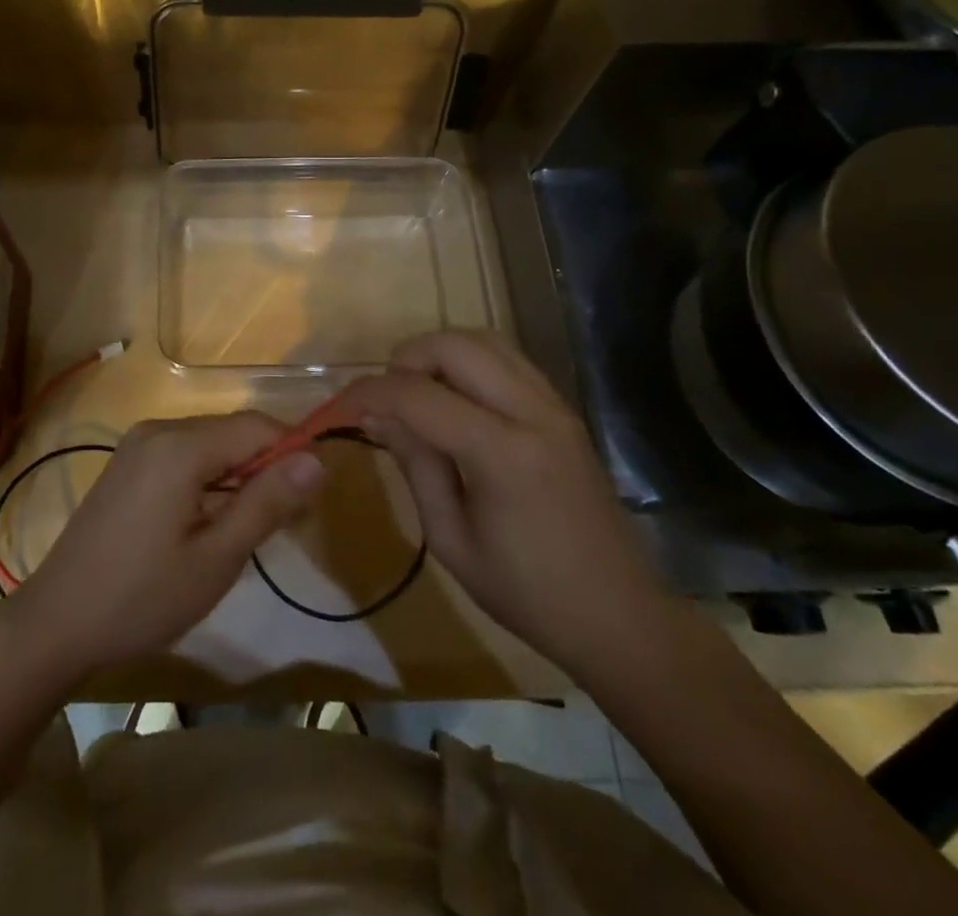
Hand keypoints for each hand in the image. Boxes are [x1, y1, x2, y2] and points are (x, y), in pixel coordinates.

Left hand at [0, 414, 325, 682]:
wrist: (56, 621)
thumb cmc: (143, 597)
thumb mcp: (216, 558)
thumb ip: (267, 503)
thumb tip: (317, 461)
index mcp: (181, 446)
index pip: (258, 426)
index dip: (292, 452)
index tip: (311, 497)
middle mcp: (158, 429)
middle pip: (232, 431)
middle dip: (265, 465)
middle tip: (281, 522)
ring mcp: (138, 443)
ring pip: (209, 442)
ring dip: (237, 473)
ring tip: (245, 527)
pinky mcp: (127, 462)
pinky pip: (183, 453)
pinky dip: (208, 476)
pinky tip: (206, 519)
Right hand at [339, 331, 677, 679]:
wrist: (617, 616)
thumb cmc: (526, 592)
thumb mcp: (451, 539)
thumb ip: (415, 465)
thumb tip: (376, 416)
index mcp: (501, 453)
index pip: (417, 395)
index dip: (369, 392)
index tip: (340, 406)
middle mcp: (531, 412)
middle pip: (455, 345)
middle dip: (406, 359)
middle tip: (386, 400)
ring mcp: (554, 405)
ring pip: (484, 340)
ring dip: (440, 354)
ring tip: (418, 395)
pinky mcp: (563, 410)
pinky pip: (508, 359)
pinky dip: (470, 364)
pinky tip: (456, 402)